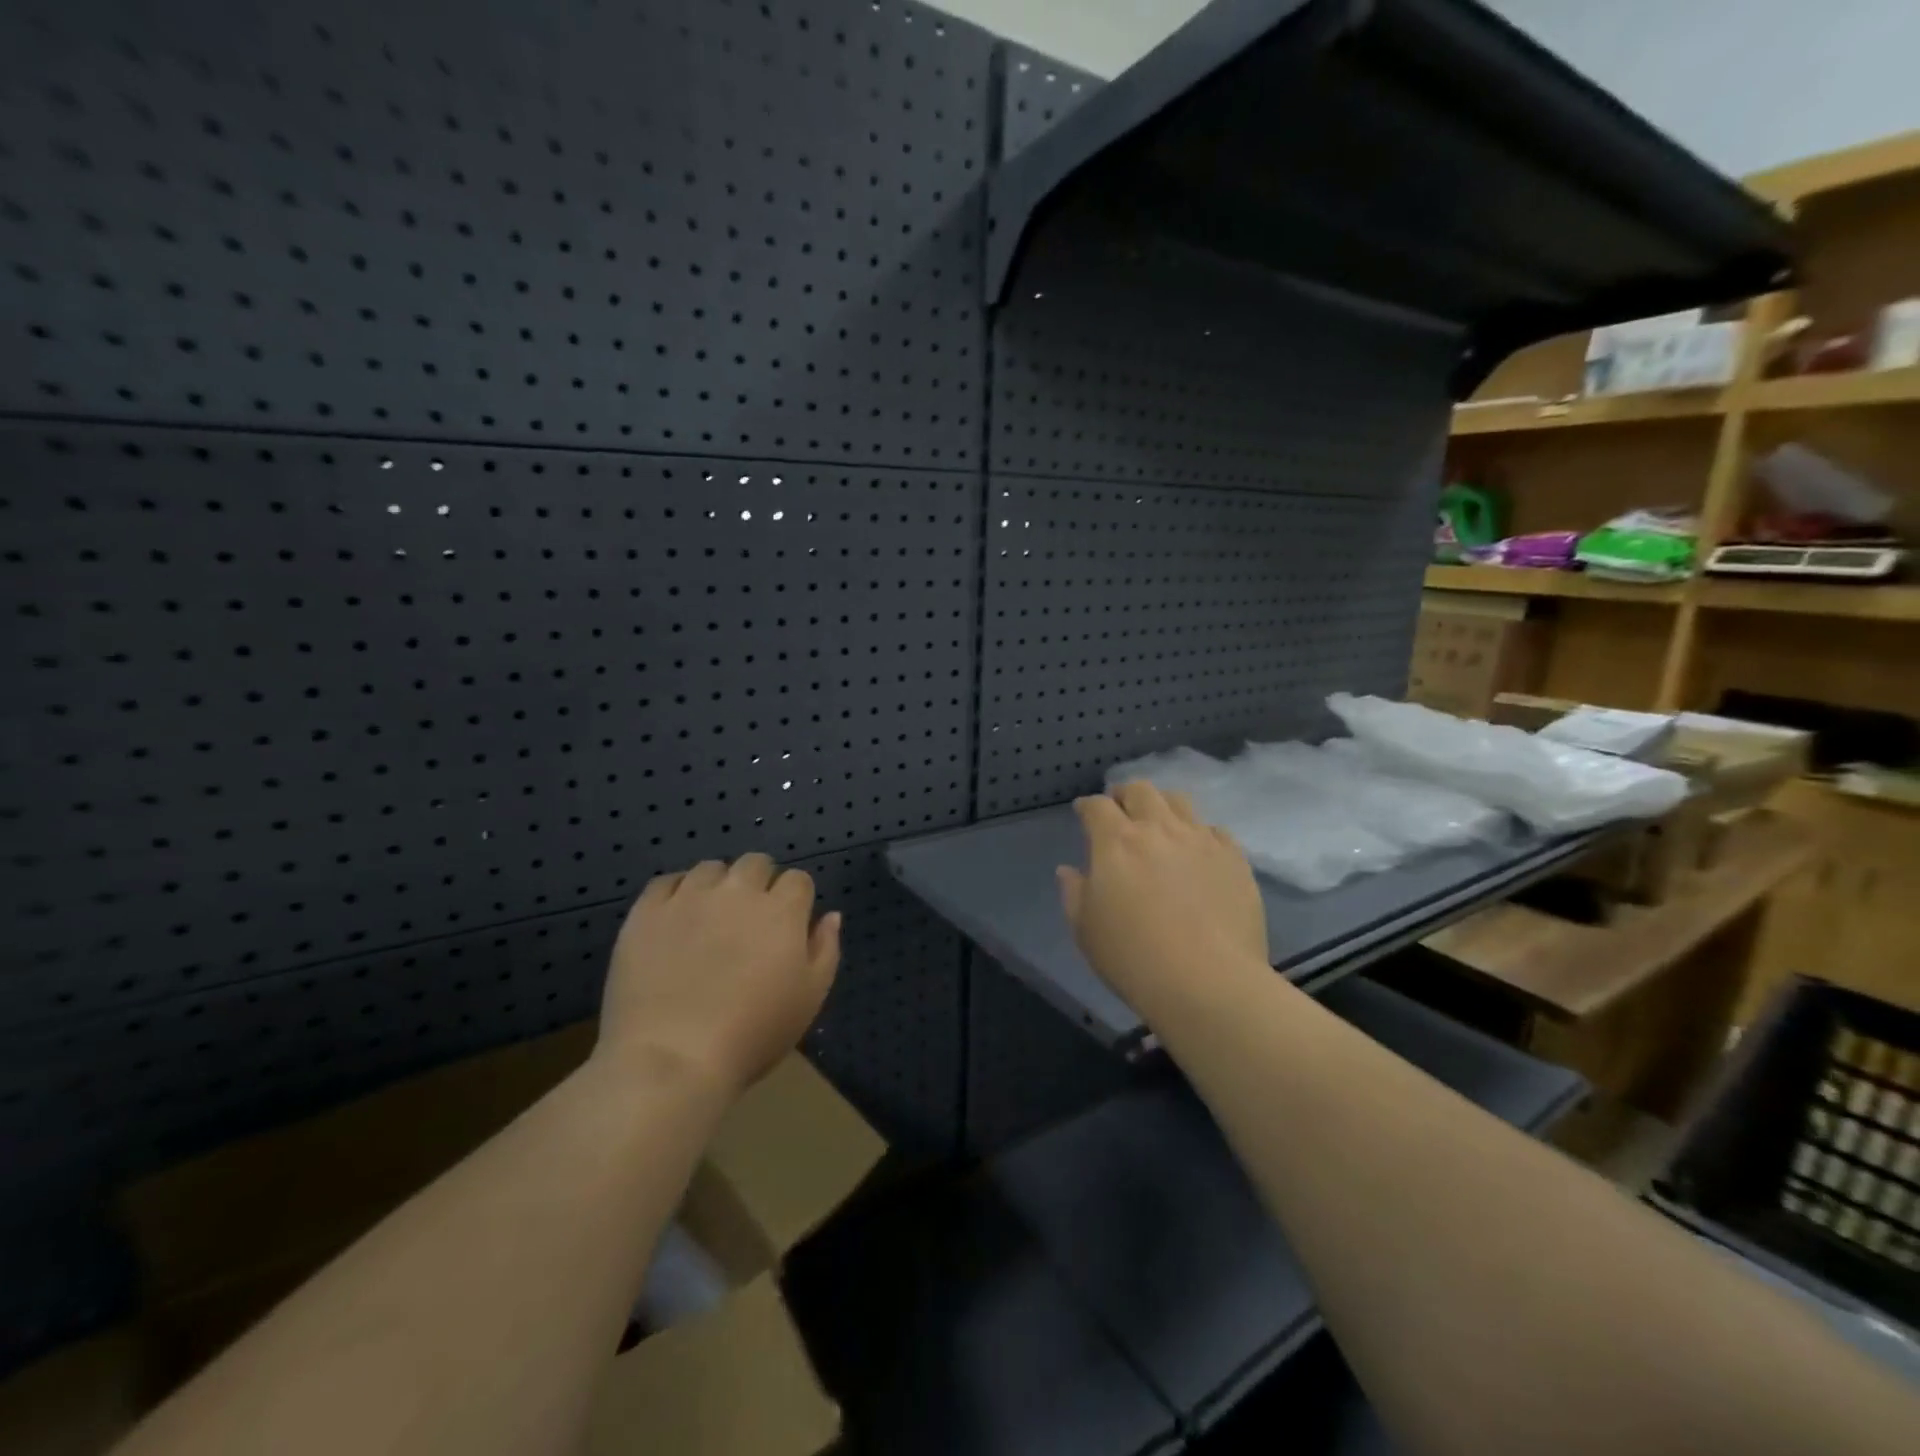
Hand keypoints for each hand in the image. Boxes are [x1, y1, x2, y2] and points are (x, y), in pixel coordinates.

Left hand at [599, 854, 840, 1094]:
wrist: (673, 1058)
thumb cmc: (753, 1034)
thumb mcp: (809, 998)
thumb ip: (825, 949)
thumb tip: (830, 915)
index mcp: (781, 911)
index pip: (797, 879)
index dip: (796, 899)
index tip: (788, 925)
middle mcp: (737, 892)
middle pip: (755, 863)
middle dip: (759, 882)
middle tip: (750, 920)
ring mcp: (689, 898)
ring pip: (710, 868)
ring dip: (718, 885)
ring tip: (710, 917)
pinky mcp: (647, 912)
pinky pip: (666, 881)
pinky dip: (676, 892)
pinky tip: (675, 918)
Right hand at [1058, 781, 1268, 1020]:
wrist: (1208, 982)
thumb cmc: (1132, 958)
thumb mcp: (1085, 929)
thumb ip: (1073, 892)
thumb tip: (1069, 870)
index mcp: (1116, 842)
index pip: (1097, 806)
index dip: (1087, 806)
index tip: (1083, 813)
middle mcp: (1159, 829)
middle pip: (1140, 790)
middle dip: (1125, 795)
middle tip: (1121, 811)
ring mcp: (1201, 840)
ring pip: (1179, 801)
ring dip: (1163, 805)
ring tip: (1161, 824)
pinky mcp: (1234, 859)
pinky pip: (1215, 831)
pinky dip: (1200, 833)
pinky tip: (1198, 852)